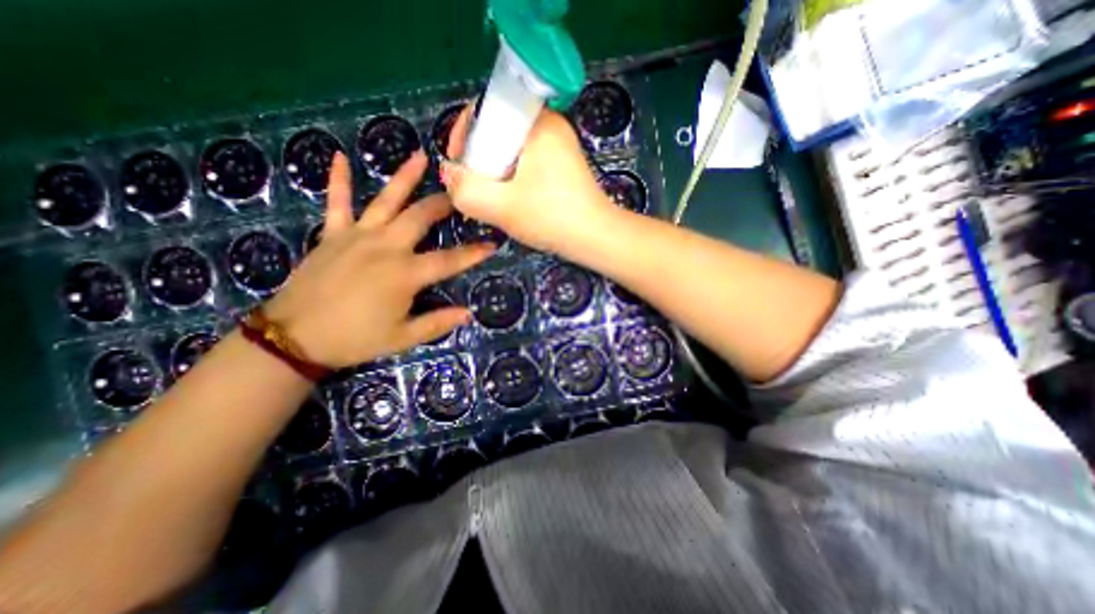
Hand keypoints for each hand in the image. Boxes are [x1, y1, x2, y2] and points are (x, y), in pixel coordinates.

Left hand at [264, 148, 491, 369]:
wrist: (295, 338)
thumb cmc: (355, 339)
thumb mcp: (403, 337)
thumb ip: (437, 323)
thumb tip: (468, 313)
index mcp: (405, 274)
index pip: (449, 260)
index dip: (473, 253)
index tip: (493, 243)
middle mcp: (385, 247)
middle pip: (420, 217)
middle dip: (443, 204)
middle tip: (460, 193)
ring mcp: (357, 237)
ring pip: (385, 201)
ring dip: (404, 178)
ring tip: (421, 157)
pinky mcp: (332, 235)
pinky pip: (337, 203)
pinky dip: (339, 181)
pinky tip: (339, 157)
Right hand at [440, 107, 618, 254]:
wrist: (596, 238)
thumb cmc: (552, 218)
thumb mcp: (502, 207)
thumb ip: (466, 190)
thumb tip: (449, 173)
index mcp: (538, 122)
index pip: (488, 108)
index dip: (465, 133)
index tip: (459, 163)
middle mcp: (551, 126)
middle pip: (499, 130)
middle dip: (480, 158)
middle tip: (475, 186)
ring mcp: (560, 146)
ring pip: (512, 149)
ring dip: (496, 171)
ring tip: (492, 197)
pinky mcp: (564, 165)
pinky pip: (527, 162)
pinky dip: (514, 177)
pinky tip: (513, 199)